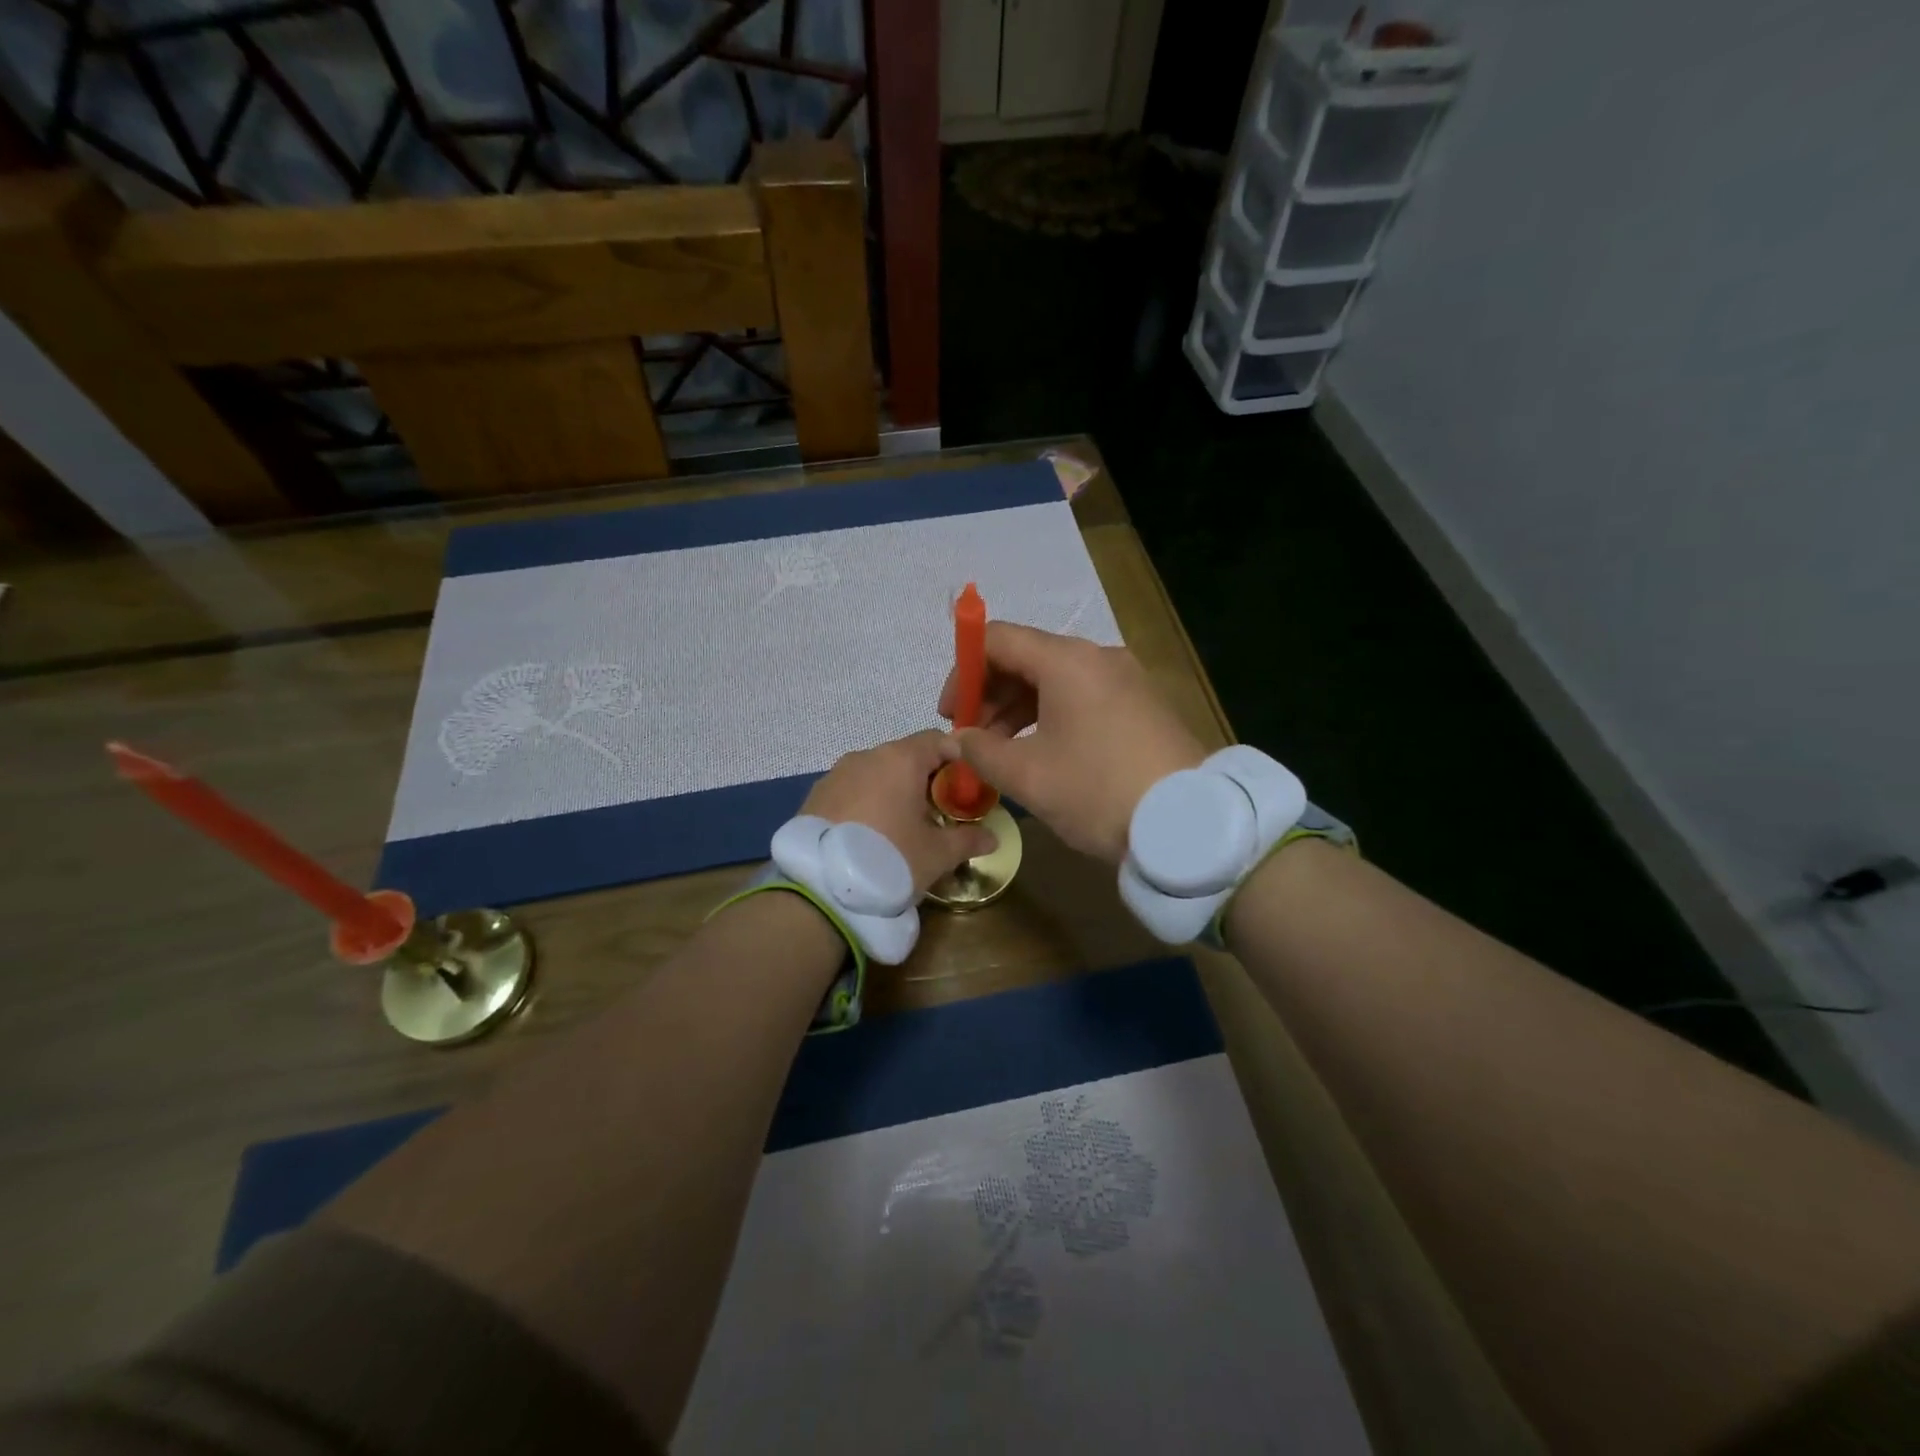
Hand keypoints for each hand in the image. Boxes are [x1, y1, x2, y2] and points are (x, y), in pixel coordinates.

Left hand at [802, 730, 997, 893]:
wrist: (820, 888)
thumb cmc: (890, 859)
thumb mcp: (937, 854)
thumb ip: (967, 840)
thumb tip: (992, 838)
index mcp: (901, 759)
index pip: (938, 740)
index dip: (957, 760)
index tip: (965, 789)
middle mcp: (867, 756)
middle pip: (906, 756)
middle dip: (925, 779)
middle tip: (937, 813)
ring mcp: (836, 774)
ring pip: (876, 773)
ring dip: (893, 791)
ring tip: (901, 828)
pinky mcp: (814, 796)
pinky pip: (851, 790)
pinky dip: (866, 803)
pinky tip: (869, 835)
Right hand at [937, 624, 1205, 863]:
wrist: (1189, 824)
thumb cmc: (1097, 791)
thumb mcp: (1028, 776)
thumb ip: (980, 751)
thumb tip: (957, 740)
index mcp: (1066, 661)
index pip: (997, 640)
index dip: (963, 672)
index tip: (951, 716)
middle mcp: (1097, 657)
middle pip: (1026, 657)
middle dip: (990, 695)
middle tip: (972, 740)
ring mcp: (1125, 679)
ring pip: (1055, 680)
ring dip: (1018, 710)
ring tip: (1001, 754)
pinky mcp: (1141, 704)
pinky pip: (1082, 697)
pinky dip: (1051, 717)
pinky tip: (1041, 753)